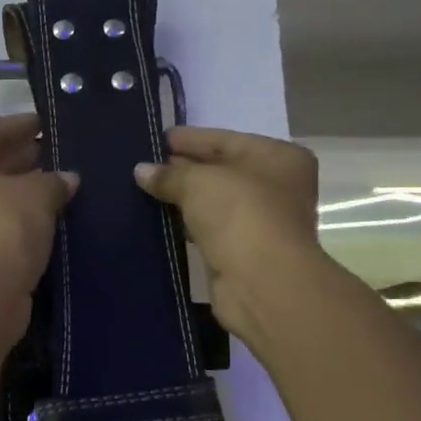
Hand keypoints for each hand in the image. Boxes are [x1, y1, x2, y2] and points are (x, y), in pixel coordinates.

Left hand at [0, 114, 77, 319]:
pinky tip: (45, 218)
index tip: (45, 124)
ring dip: (20, 190)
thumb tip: (67, 179)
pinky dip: (15, 217)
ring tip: (58, 186)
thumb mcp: (37, 195)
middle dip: (21, 158)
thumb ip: (54, 181)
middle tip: (57, 154)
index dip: (18, 126)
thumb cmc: (2, 228)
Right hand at [133, 127, 322, 344]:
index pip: (226, 140)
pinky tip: (161, 219)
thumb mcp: (198, 182)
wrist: (263, 282)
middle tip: (146, 164)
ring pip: (216, 202)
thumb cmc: (240, 214)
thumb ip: (169, 174)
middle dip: (185, 168)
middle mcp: (277, 186)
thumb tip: (141, 171)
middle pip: (223, 170)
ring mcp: (262, 222)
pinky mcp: (244, 252)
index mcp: (279, 158)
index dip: (190, 139)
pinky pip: (211, 229)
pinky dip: (189, 224)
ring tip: (147, 190)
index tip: (158, 138)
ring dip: (185, 198)